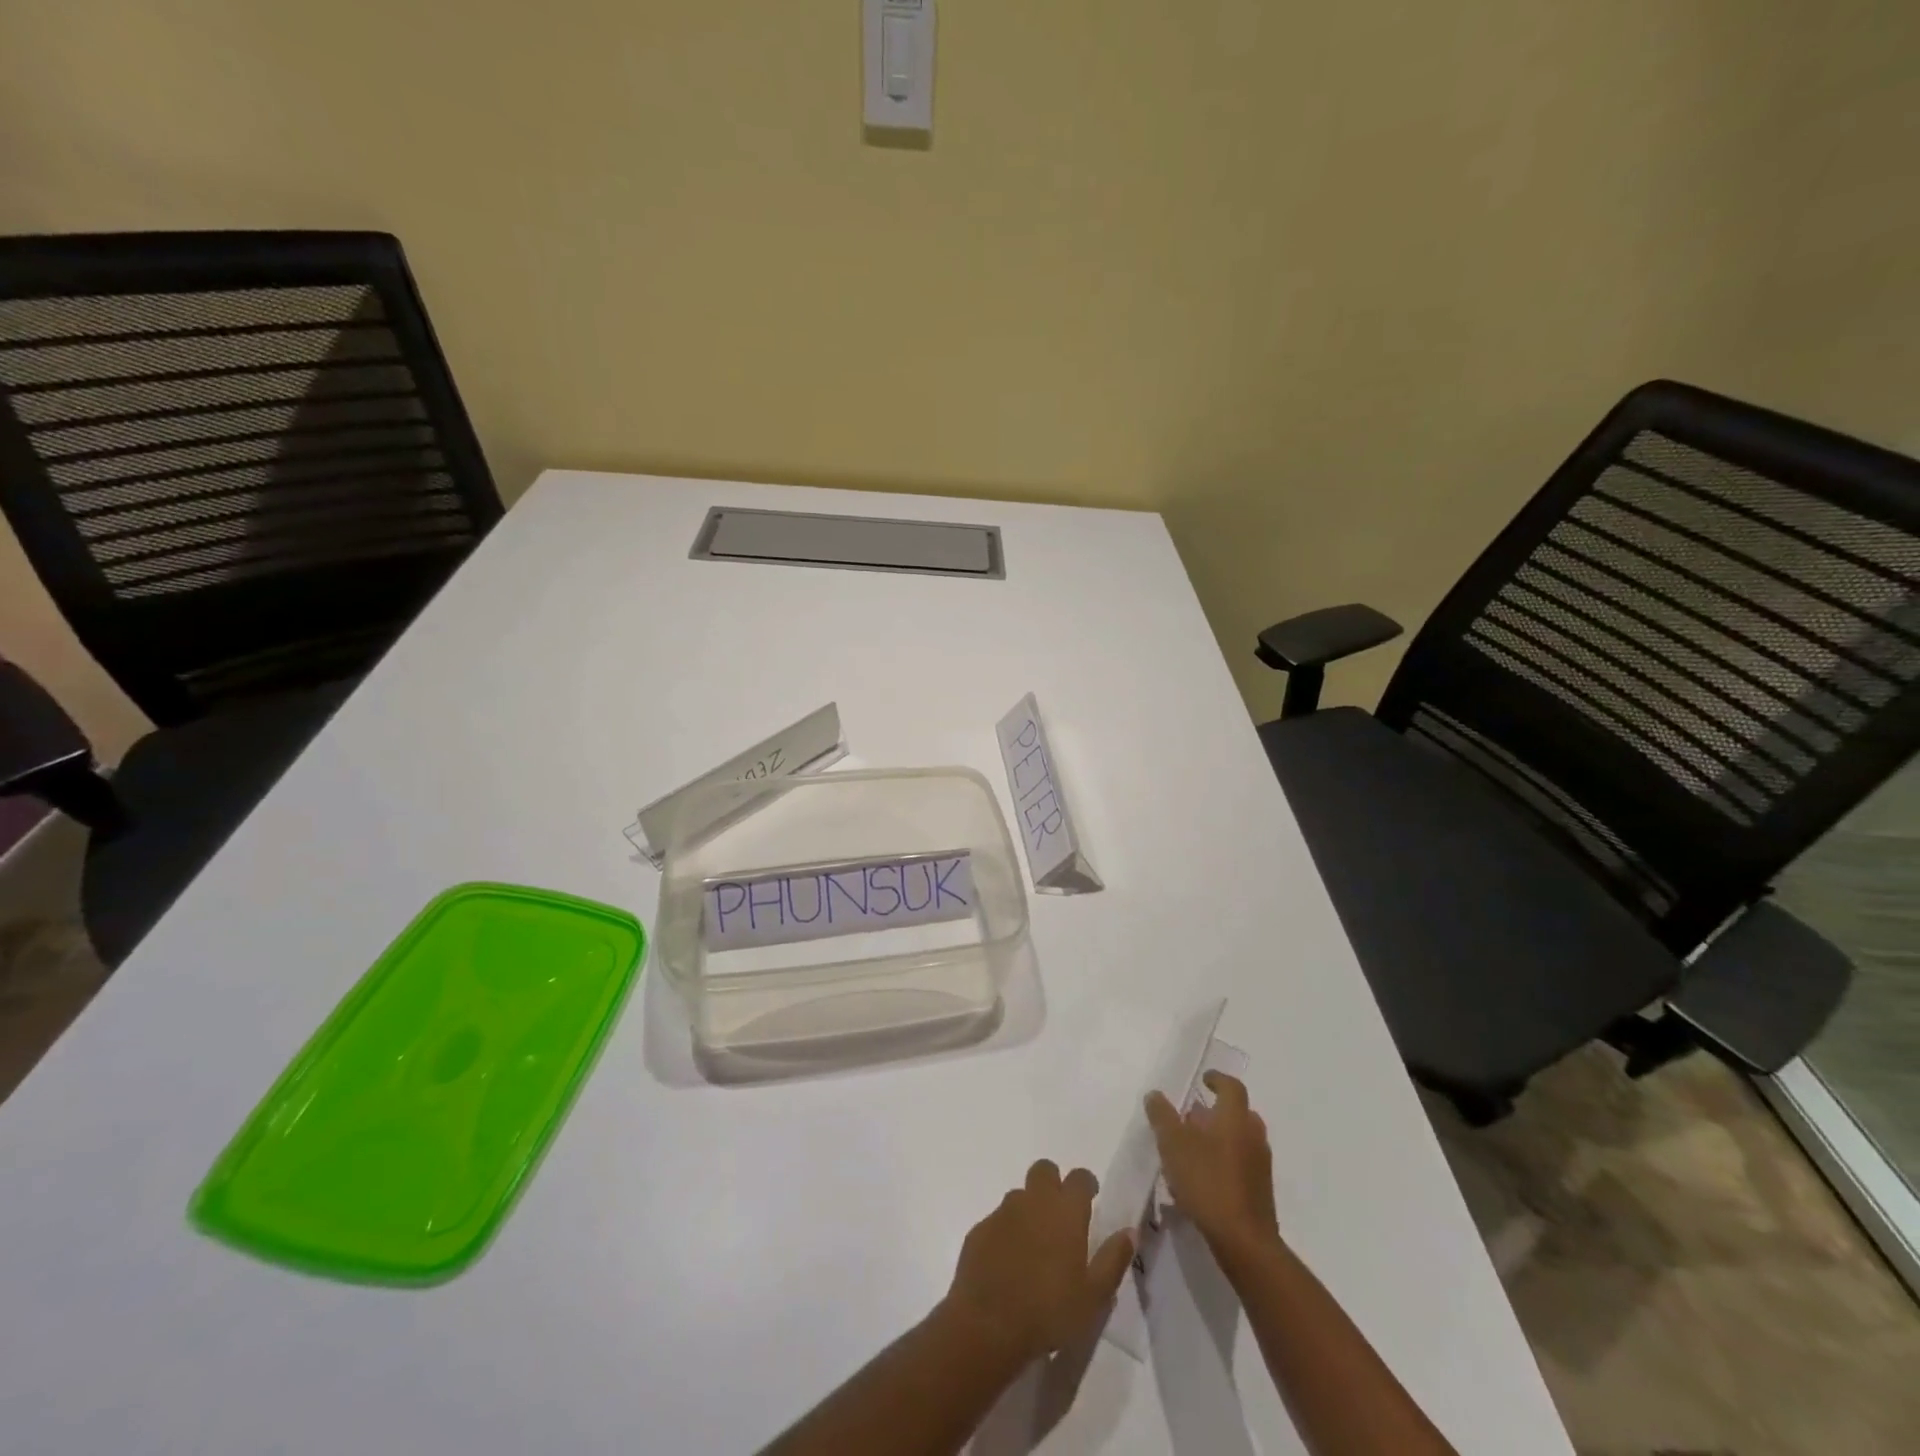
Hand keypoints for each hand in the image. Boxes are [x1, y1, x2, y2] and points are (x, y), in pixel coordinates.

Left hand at [939, 1160, 1134, 1364]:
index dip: (1086, 1183)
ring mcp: (1003, 1212)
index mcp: (1065, 1211)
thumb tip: (1130, 1231)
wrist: (989, 1324)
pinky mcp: (980, 1229)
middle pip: (1044, 1171)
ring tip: (1036, 1244)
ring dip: (1029, 1209)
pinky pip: (998, 1220)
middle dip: (1054, 1183)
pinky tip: (1009, 1262)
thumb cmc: (1049, 1310)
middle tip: (1061, 1214)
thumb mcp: (1094, 1295)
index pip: (1079, 1177)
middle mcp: (1033, 1201)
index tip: (1091, 1197)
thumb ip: (1113, 1258)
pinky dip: (1007, 1232)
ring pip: (1019, 1195)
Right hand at [1144, 1071, 1279, 1259]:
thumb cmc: (1207, 1181)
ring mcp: (1260, 1165)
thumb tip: (1155, 1094)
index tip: (1204, 1079)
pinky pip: (1242, 1163)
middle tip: (1193, 1116)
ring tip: (1193, 1148)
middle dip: (1216, 1111)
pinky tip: (1203, 1177)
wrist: (1244, 1241)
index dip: (1217, 1080)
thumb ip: (1162, 1116)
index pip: (1231, 1087)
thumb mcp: (1173, 1144)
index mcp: (1235, 1118)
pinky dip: (1225, 1160)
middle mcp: (1253, 1135)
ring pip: (1240, 1139)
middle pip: (1238, 1113)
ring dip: (1220, 1137)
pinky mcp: (1260, 1191)